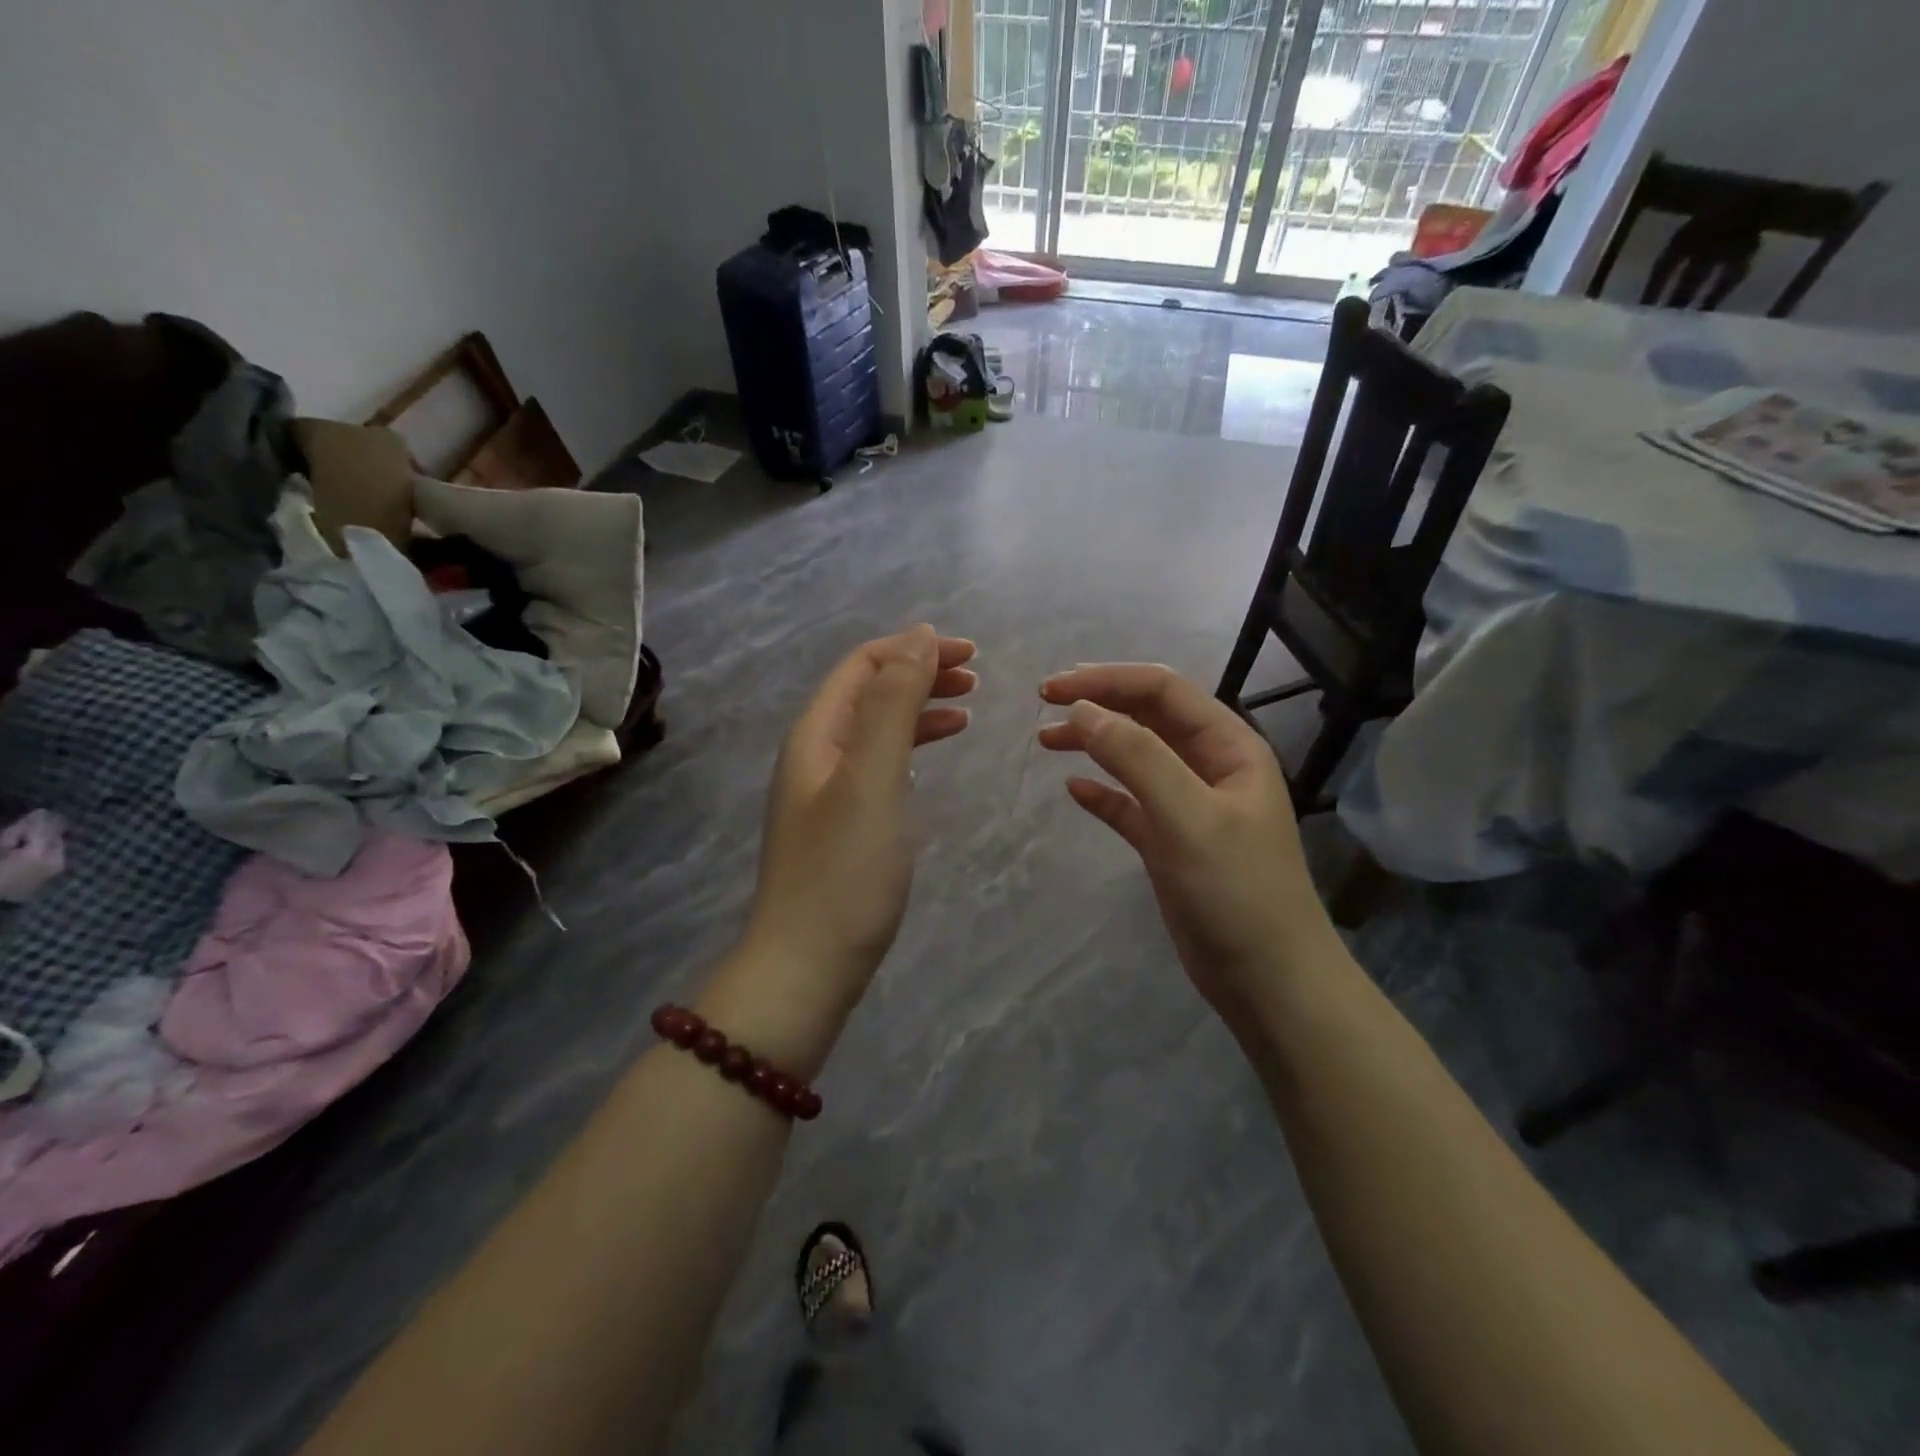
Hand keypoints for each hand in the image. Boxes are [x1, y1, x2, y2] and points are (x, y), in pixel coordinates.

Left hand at [742, 626, 976, 1014]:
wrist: (807, 967)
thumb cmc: (845, 871)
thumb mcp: (873, 777)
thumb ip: (894, 704)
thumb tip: (918, 636)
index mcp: (816, 733)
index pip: (862, 665)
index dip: (913, 649)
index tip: (970, 653)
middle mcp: (815, 753)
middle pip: (868, 692)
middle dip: (919, 674)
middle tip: (976, 677)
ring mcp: (826, 790)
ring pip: (876, 728)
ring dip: (918, 708)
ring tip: (967, 707)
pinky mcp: (842, 824)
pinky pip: (879, 765)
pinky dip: (911, 748)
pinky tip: (933, 756)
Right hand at [1038, 664, 1333, 1015]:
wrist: (1267, 980)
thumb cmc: (1236, 891)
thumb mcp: (1188, 816)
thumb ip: (1137, 757)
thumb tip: (1083, 711)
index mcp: (1228, 746)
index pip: (1162, 690)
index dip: (1106, 680)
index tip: (1052, 689)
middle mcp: (1210, 766)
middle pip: (1147, 716)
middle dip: (1098, 703)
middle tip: (1043, 704)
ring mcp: (1190, 805)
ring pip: (1135, 756)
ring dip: (1093, 743)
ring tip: (1046, 740)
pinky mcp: (1171, 842)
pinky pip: (1130, 803)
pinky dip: (1102, 792)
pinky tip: (1074, 789)